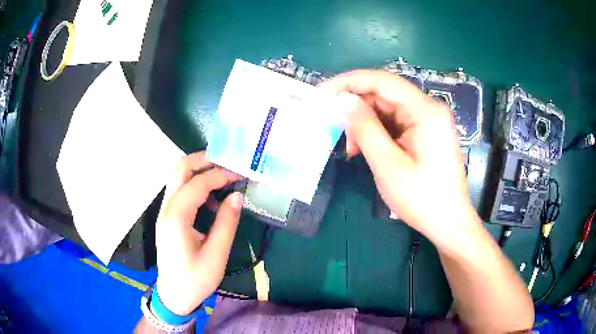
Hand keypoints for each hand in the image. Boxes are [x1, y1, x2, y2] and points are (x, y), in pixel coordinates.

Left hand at [154, 152, 242, 315]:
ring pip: (176, 177)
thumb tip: (236, 195)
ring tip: (221, 177)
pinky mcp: (167, 218)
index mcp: (176, 219)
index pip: (197, 184)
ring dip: (198, 170)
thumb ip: (226, 223)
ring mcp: (164, 212)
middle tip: (226, 162)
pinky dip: (194, 185)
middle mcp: (166, 209)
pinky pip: (178, 191)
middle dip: (202, 160)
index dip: (219, 175)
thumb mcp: (216, 255)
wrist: (174, 295)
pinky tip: (210, 199)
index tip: (239, 174)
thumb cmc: (195, 280)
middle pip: (178, 169)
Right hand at [321, 70, 478, 247]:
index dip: (348, 82)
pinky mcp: (425, 132)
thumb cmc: (422, 199)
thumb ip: (365, 128)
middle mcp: (428, 108)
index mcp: (425, 111)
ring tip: (351, 147)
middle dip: (356, 107)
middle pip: (385, 93)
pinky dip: (376, 132)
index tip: (321, 93)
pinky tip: (364, 149)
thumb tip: (343, 100)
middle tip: (332, 125)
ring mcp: (428, 120)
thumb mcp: (388, 165)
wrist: (449, 222)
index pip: (381, 81)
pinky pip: (395, 122)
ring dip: (365, 123)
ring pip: (387, 108)